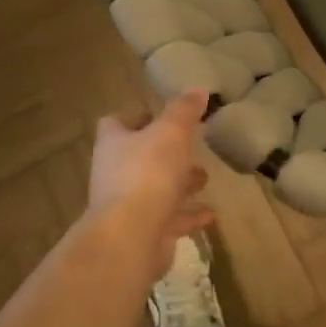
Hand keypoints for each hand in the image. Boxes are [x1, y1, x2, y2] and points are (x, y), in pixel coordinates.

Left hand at [88, 91, 214, 281]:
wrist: (132, 236)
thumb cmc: (148, 173)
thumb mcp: (171, 132)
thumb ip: (184, 111)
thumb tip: (198, 89)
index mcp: (115, 144)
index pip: (116, 123)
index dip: (136, 117)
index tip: (161, 115)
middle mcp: (115, 173)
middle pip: (138, 157)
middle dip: (166, 153)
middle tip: (192, 147)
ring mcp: (128, 206)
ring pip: (155, 190)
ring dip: (179, 184)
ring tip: (205, 178)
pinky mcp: (144, 232)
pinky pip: (169, 220)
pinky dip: (189, 216)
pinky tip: (210, 214)